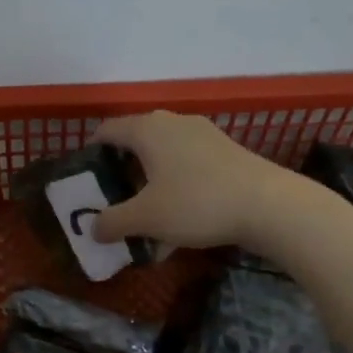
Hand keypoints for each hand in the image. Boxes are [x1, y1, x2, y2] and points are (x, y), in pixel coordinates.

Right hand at [89, 111, 301, 251]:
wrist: (267, 204)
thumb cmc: (195, 203)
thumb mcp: (146, 218)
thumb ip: (113, 222)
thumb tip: (93, 229)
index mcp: (147, 129)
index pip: (107, 131)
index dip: (91, 152)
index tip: (85, 178)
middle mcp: (173, 123)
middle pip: (136, 143)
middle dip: (121, 172)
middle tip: (112, 200)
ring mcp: (203, 135)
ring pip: (163, 157)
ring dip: (149, 185)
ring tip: (145, 216)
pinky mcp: (225, 152)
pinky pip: (187, 167)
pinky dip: (175, 188)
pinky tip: (179, 224)